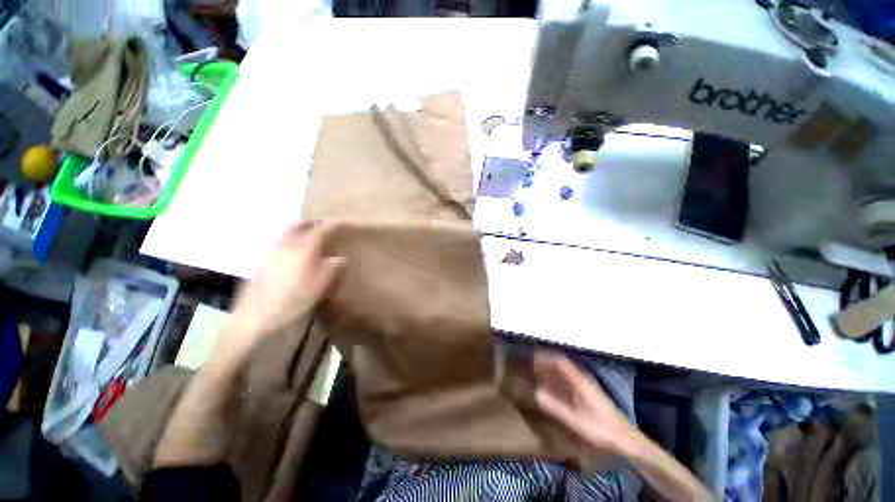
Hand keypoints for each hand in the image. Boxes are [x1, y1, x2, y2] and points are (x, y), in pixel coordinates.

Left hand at [219, 221, 344, 364]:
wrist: (254, 319)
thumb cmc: (290, 304)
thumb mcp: (317, 289)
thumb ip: (330, 270)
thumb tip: (339, 258)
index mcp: (301, 251)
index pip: (320, 231)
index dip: (332, 225)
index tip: (342, 223)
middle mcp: (285, 247)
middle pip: (299, 226)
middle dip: (313, 223)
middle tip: (325, 227)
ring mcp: (271, 253)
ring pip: (287, 233)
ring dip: (301, 230)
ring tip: (312, 238)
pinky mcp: (263, 261)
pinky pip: (280, 243)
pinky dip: (291, 240)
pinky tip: (295, 254)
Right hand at [532, 352, 636, 456]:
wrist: (626, 441)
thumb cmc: (601, 431)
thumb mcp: (576, 421)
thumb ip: (555, 407)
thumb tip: (535, 392)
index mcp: (580, 381)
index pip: (559, 361)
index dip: (543, 357)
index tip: (529, 358)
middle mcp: (581, 379)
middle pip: (559, 364)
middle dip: (543, 362)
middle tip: (528, 366)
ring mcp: (584, 386)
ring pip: (562, 372)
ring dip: (547, 371)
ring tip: (533, 375)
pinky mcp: (586, 394)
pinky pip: (566, 381)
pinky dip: (554, 380)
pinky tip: (547, 388)